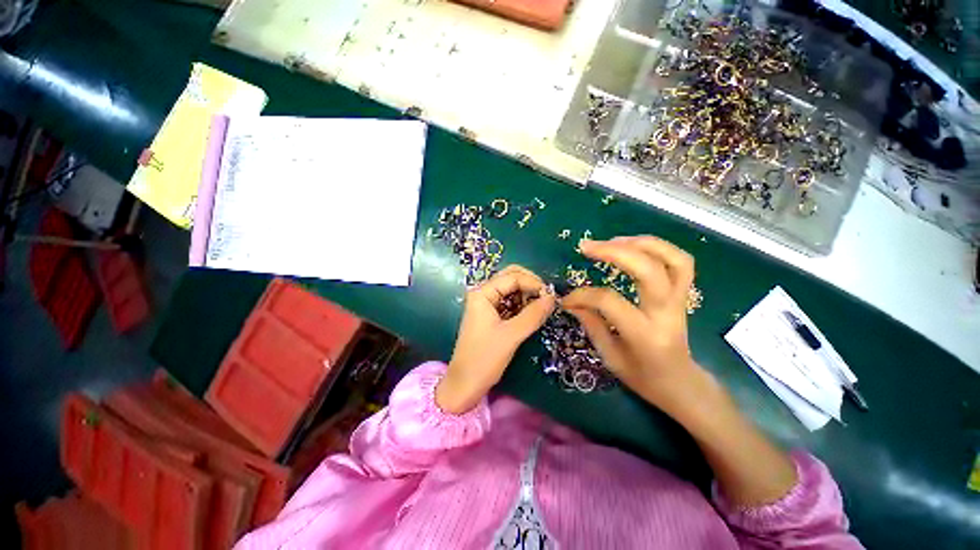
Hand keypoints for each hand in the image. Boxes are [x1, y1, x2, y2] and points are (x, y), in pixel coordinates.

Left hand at [436, 265, 556, 413]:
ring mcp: (486, 304)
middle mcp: (483, 293)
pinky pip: (509, 302)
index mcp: (482, 293)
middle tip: (546, 299)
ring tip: (541, 308)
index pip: (513, 277)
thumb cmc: (484, 358)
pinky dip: (522, 305)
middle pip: (511, 277)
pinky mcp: (491, 315)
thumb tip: (552, 298)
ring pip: (511, 289)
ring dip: (527, 294)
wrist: (465, 384)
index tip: (551, 297)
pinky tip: (532, 314)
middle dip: (530, 284)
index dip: (533, 283)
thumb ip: (533, 315)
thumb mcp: (511, 336)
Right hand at [562, 236, 707, 417]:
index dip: (583, 295)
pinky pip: (681, 263)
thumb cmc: (643, 377)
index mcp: (645, 335)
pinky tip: (635, 246)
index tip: (567, 299)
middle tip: (587, 247)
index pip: (609, 302)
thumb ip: (591, 324)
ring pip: (673, 260)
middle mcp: (666, 314)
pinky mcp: (684, 295)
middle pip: (648, 270)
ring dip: (641, 243)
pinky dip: (659, 248)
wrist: (681, 385)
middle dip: (614, 252)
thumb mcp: (610, 357)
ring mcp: (680, 302)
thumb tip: (570, 301)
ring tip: (613, 241)